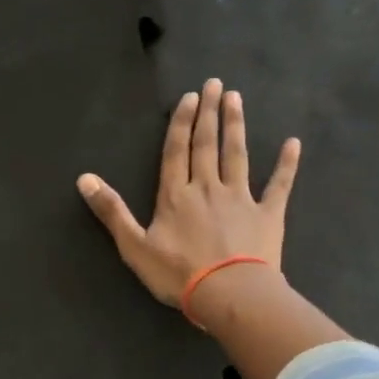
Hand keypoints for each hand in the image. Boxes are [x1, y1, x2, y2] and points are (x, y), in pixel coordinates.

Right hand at [77, 78, 299, 308]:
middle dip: (209, 113)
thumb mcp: (134, 247)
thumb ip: (111, 211)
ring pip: (237, 155)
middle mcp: (207, 188)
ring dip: (235, 126)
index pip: (176, 151)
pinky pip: (279, 185)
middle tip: (215, 84)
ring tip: (236, 99)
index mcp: (176, 196)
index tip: (190, 97)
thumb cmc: (178, 274)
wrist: (230, 294)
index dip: (182, 123)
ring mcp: (240, 199)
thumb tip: (84, 179)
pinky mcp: (268, 215)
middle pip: (206, 145)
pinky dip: (286, 165)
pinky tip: (293, 144)